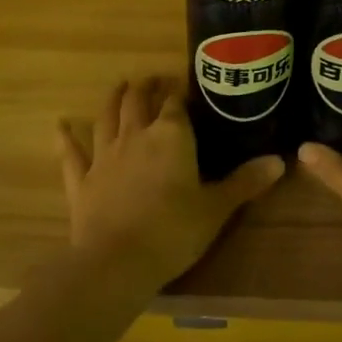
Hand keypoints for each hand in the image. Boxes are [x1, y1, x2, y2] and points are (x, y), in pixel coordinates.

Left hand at [59, 77, 283, 291]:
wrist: (117, 262)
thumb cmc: (174, 230)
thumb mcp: (217, 208)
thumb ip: (246, 182)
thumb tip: (281, 161)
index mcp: (171, 137)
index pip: (175, 104)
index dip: (179, 93)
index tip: (183, 86)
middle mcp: (136, 137)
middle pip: (138, 102)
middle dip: (146, 88)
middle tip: (152, 79)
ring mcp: (105, 156)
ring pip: (107, 118)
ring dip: (113, 100)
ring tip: (119, 86)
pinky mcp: (82, 181)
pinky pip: (72, 154)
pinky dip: (66, 139)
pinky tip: (60, 125)